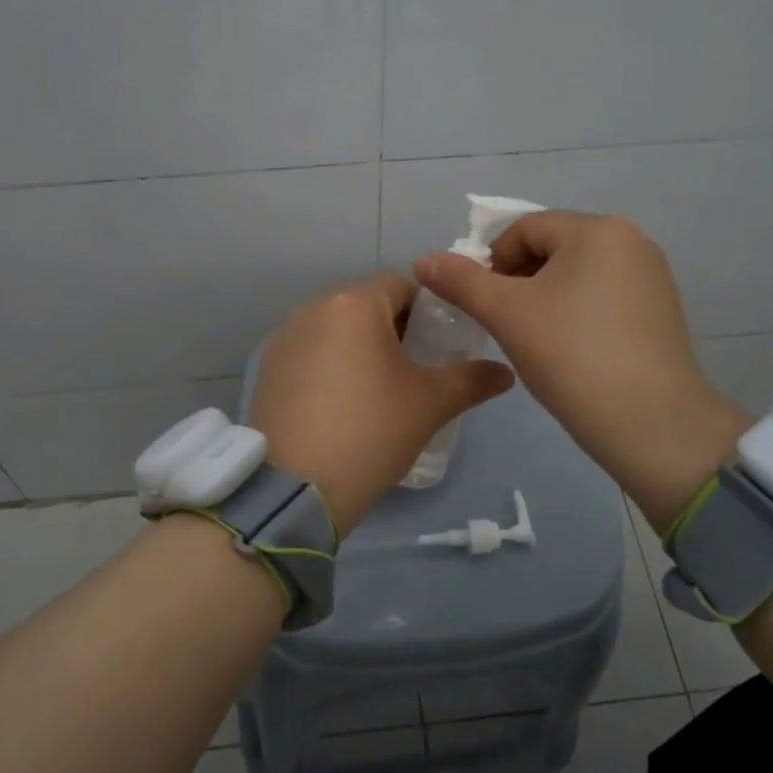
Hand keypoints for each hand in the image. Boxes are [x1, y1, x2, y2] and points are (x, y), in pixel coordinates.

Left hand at [249, 273, 514, 537]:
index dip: (428, 311)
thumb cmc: (372, 430)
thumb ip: (472, 379)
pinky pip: (309, 353)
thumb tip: (506, 373)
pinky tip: (339, 405)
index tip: (439, 345)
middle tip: (414, 371)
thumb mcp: (430, 404)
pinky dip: (329, 366)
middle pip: (365, 306)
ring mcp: (284, 338)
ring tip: (376, 391)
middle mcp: (313, 309)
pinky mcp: (267, 368)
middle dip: (393, 330)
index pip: (401, 286)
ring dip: (359, 348)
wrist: (297, 486)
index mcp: (354, 304)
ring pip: (335, 330)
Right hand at [413, 211, 749, 529]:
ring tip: (536, 342)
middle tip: (505, 326)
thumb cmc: (572, 355)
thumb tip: (422, 260)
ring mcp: (652, 278)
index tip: (483, 307)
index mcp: (598, 229)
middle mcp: (632, 241)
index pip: (524, 230)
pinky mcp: (662, 312)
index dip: (492, 263)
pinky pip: (604, 299)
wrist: (651, 423)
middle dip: (519, 282)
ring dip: (545, 299)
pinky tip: (571, 352)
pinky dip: (577, 315)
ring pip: (577, 276)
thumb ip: (461, 281)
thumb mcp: (506, 314)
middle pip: (553, 250)